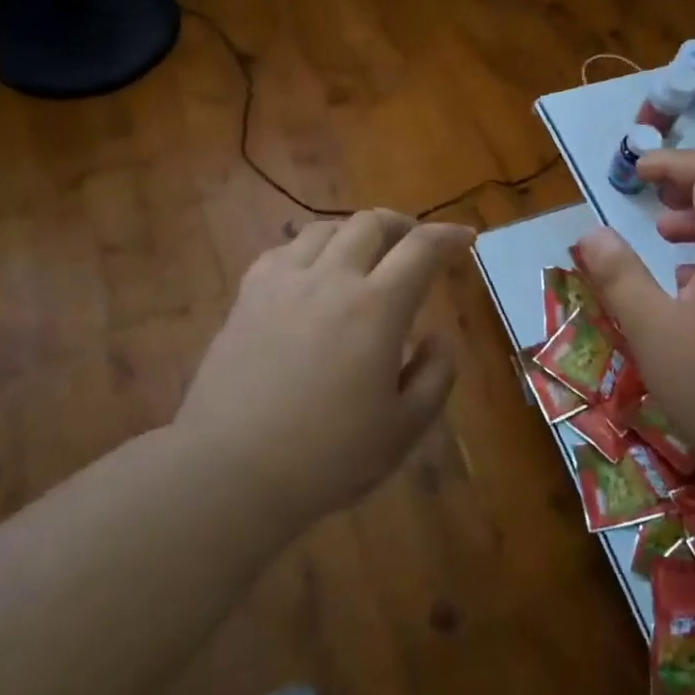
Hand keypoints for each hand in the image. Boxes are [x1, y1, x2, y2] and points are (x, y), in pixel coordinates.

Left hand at [179, 210, 475, 530]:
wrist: (230, 471)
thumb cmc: (327, 456)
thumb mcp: (404, 429)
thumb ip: (436, 375)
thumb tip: (441, 337)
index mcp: (377, 308)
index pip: (422, 249)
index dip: (448, 236)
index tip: (464, 238)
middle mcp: (331, 279)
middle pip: (371, 223)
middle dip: (402, 225)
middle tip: (415, 245)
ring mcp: (283, 283)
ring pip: (324, 229)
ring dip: (355, 233)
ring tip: (365, 255)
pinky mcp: (247, 297)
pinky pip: (283, 250)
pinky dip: (309, 250)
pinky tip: (311, 273)